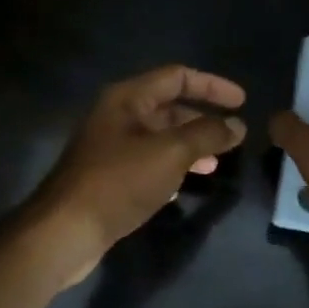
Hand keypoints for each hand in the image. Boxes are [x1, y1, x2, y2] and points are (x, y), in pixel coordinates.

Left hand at [27, 65, 247, 286]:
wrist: (66, 230)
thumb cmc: (119, 182)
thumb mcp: (171, 153)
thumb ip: (207, 135)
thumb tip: (237, 125)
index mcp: (127, 99)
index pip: (177, 77)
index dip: (212, 86)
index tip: (242, 102)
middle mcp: (117, 117)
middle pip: (169, 107)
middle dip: (203, 120)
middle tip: (232, 138)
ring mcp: (110, 148)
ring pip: (160, 138)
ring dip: (190, 147)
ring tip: (215, 164)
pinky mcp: (108, 177)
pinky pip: (148, 163)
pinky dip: (171, 168)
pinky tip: (184, 187)